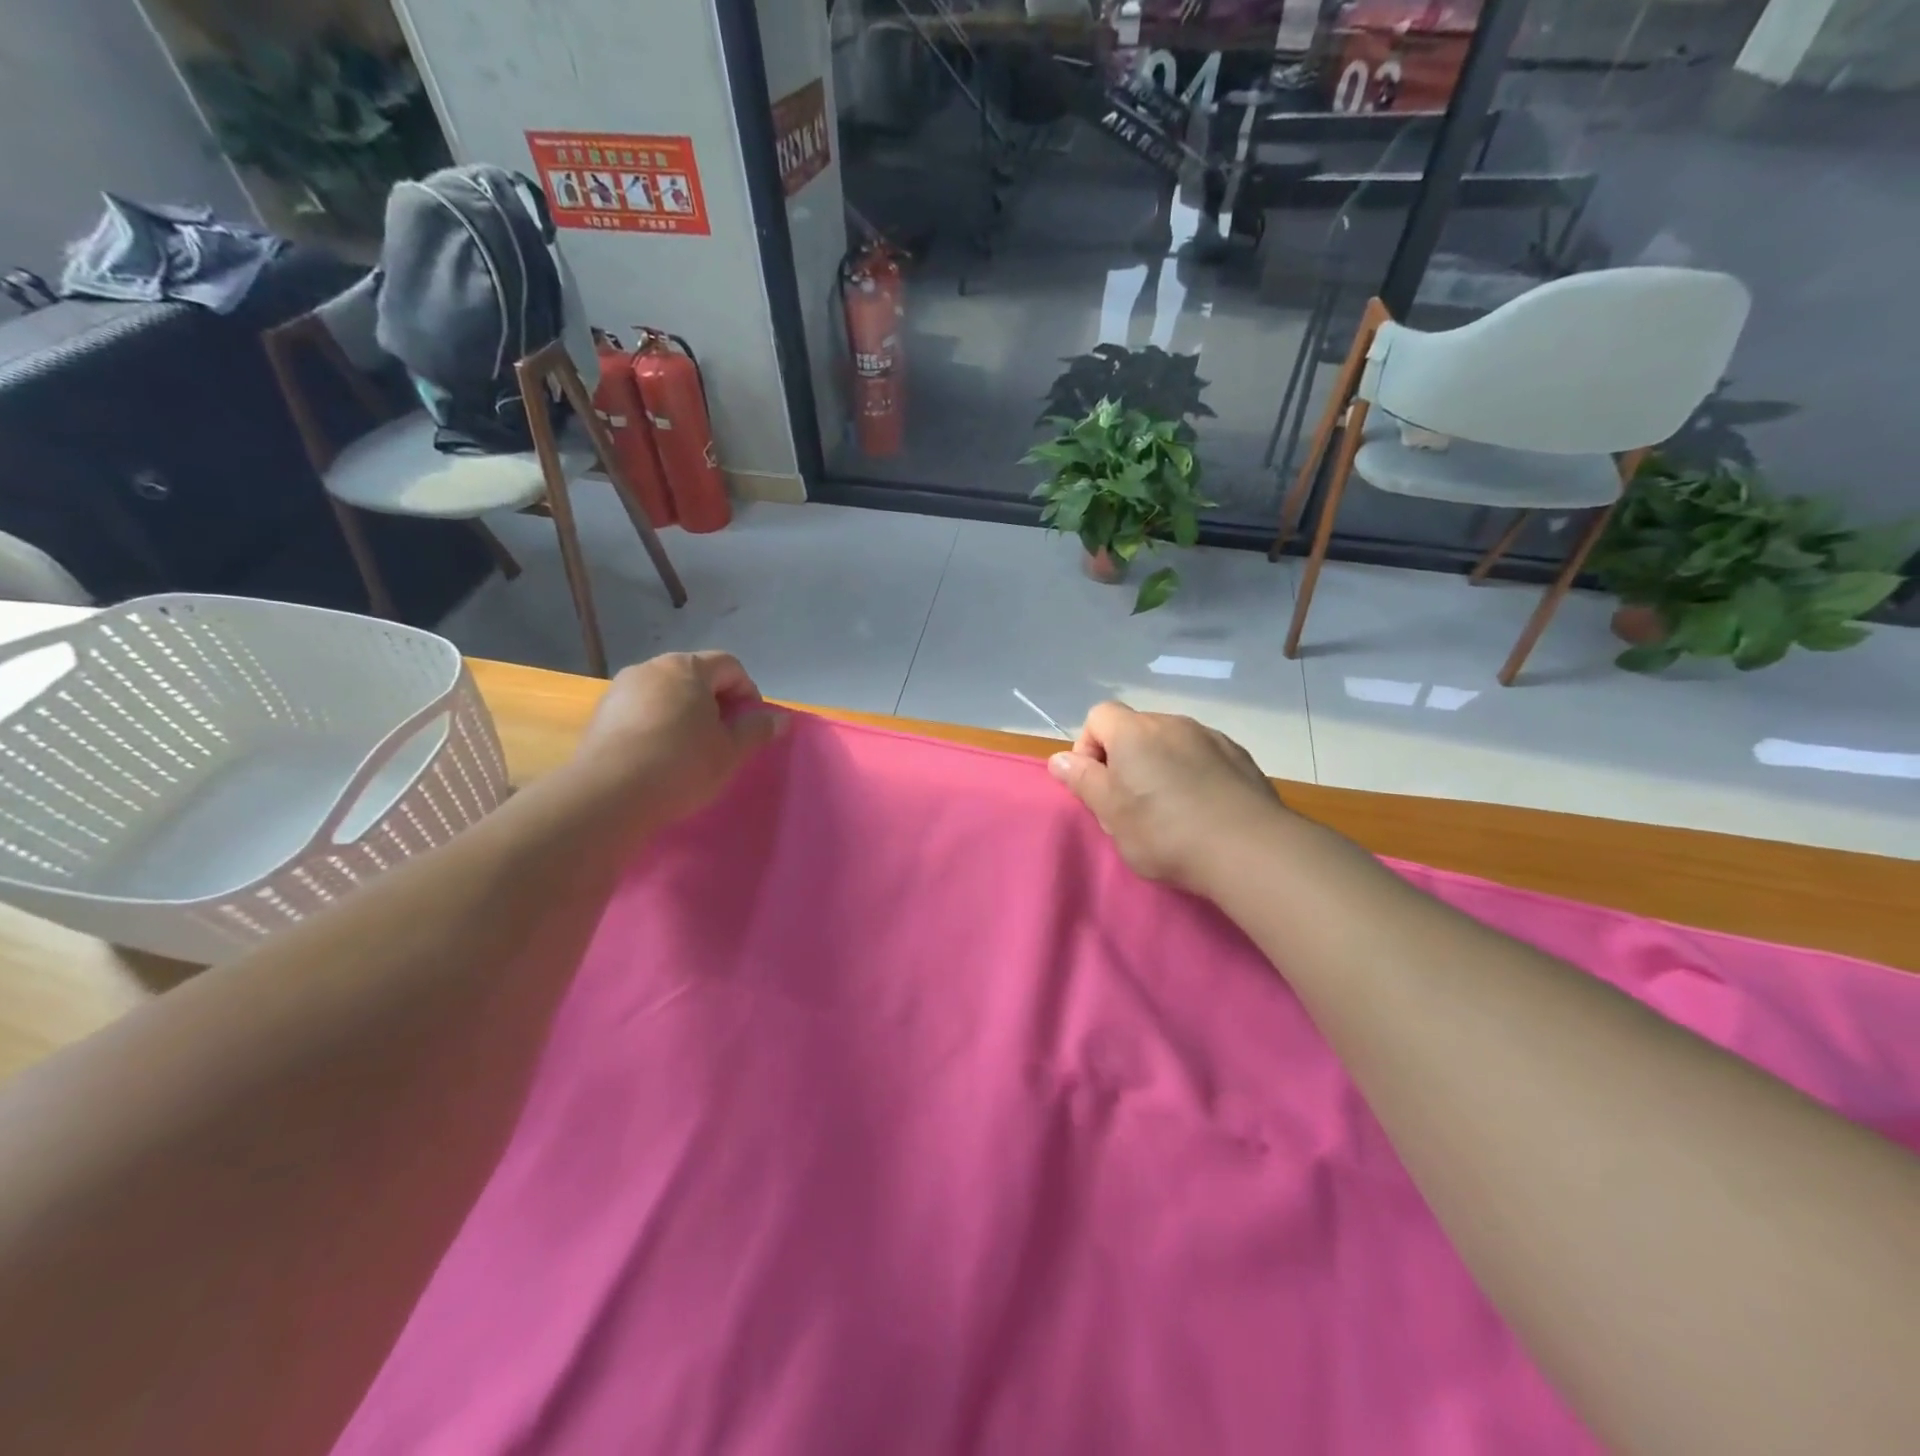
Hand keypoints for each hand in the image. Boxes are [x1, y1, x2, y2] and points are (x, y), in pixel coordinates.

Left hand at [570, 651, 785, 826]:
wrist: (608, 794)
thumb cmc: (681, 765)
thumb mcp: (730, 751)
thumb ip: (757, 729)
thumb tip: (780, 719)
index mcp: (687, 668)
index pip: (729, 665)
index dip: (748, 692)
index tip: (751, 724)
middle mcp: (651, 668)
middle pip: (695, 675)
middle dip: (715, 701)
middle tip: (724, 737)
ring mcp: (621, 689)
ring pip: (666, 692)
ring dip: (684, 713)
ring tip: (690, 749)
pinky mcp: (600, 714)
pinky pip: (641, 710)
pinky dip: (657, 724)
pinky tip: (659, 756)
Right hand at [1047, 702, 1286, 892]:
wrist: (1248, 849)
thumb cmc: (1164, 832)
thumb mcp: (1110, 813)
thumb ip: (1082, 780)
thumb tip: (1059, 759)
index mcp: (1134, 732)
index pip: (1098, 716)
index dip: (1088, 747)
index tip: (1097, 785)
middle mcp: (1172, 723)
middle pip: (1135, 729)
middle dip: (1125, 758)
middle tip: (1130, 804)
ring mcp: (1210, 737)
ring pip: (1170, 742)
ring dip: (1161, 765)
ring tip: (1171, 808)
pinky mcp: (1240, 756)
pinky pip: (1203, 755)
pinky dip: (1194, 772)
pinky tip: (1203, 808)